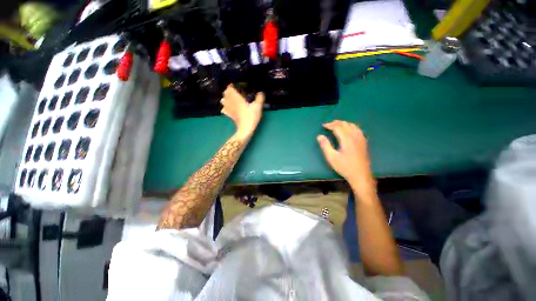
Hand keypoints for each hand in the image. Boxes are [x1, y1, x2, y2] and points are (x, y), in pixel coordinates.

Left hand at [220, 84, 264, 140]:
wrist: (245, 129)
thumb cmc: (251, 116)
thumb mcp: (258, 107)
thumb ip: (259, 98)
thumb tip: (261, 92)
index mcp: (237, 98)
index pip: (230, 89)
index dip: (230, 86)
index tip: (233, 85)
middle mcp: (231, 103)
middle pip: (225, 94)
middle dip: (228, 92)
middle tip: (233, 91)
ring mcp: (229, 110)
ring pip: (223, 101)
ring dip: (225, 98)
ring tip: (230, 98)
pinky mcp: (230, 116)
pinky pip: (224, 110)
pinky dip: (225, 107)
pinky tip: (228, 108)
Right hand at [317, 120, 374, 194]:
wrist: (361, 176)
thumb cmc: (345, 167)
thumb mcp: (332, 158)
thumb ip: (325, 146)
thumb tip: (319, 136)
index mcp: (347, 140)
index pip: (338, 127)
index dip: (330, 125)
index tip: (323, 125)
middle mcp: (355, 137)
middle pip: (346, 125)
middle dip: (336, 123)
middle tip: (328, 124)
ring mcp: (361, 139)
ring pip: (353, 126)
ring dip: (344, 123)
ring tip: (337, 124)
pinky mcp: (364, 143)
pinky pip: (358, 130)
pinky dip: (351, 126)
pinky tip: (349, 129)